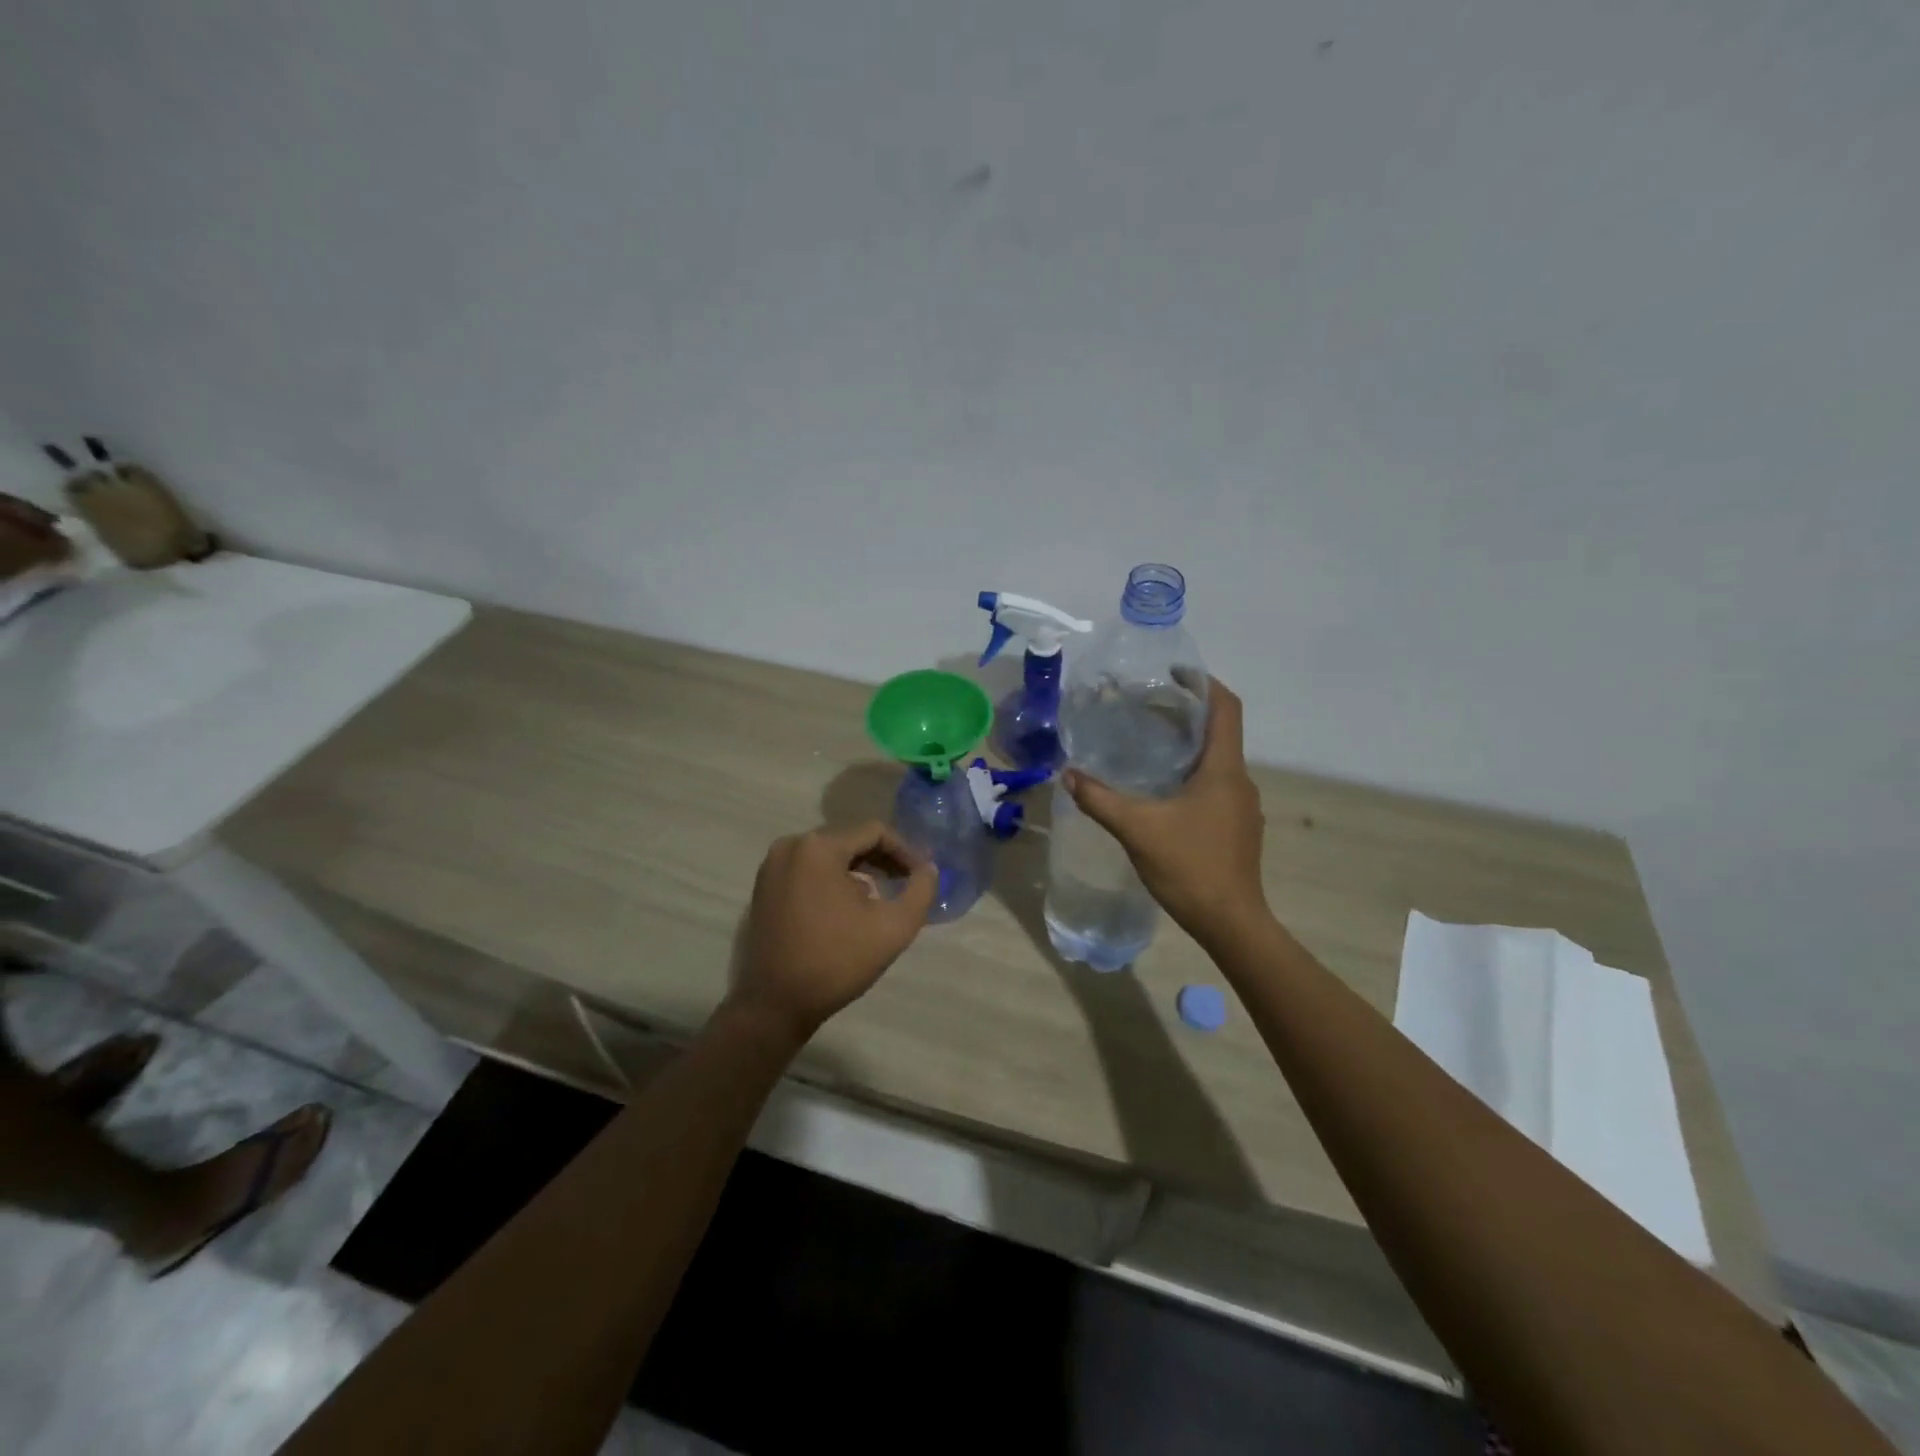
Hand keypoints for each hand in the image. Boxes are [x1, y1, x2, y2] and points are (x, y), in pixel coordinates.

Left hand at [732, 821, 937, 1041]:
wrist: (776, 1004)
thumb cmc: (836, 962)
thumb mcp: (894, 927)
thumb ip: (921, 890)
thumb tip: (928, 868)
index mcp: (818, 847)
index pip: (874, 832)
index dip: (905, 851)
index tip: (921, 876)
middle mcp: (791, 845)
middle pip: (850, 840)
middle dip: (882, 860)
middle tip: (906, 884)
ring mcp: (772, 865)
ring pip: (829, 855)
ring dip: (859, 870)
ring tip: (880, 898)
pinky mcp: (764, 886)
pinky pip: (808, 869)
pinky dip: (833, 880)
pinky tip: (848, 908)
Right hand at [1063, 677, 1268, 942]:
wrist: (1231, 922)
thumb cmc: (1190, 867)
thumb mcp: (1137, 829)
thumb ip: (1100, 799)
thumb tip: (1068, 774)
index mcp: (1223, 769)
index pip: (1226, 707)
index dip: (1203, 683)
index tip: (1173, 672)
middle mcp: (1239, 780)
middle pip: (1219, 731)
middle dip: (1186, 713)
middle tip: (1145, 707)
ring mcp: (1242, 806)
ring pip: (1216, 760)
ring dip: (1188, 745)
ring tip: (1148, 744)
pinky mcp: (1237, 827)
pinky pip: (1215, 785)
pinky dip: (1191, 774)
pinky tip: (1162, 791)